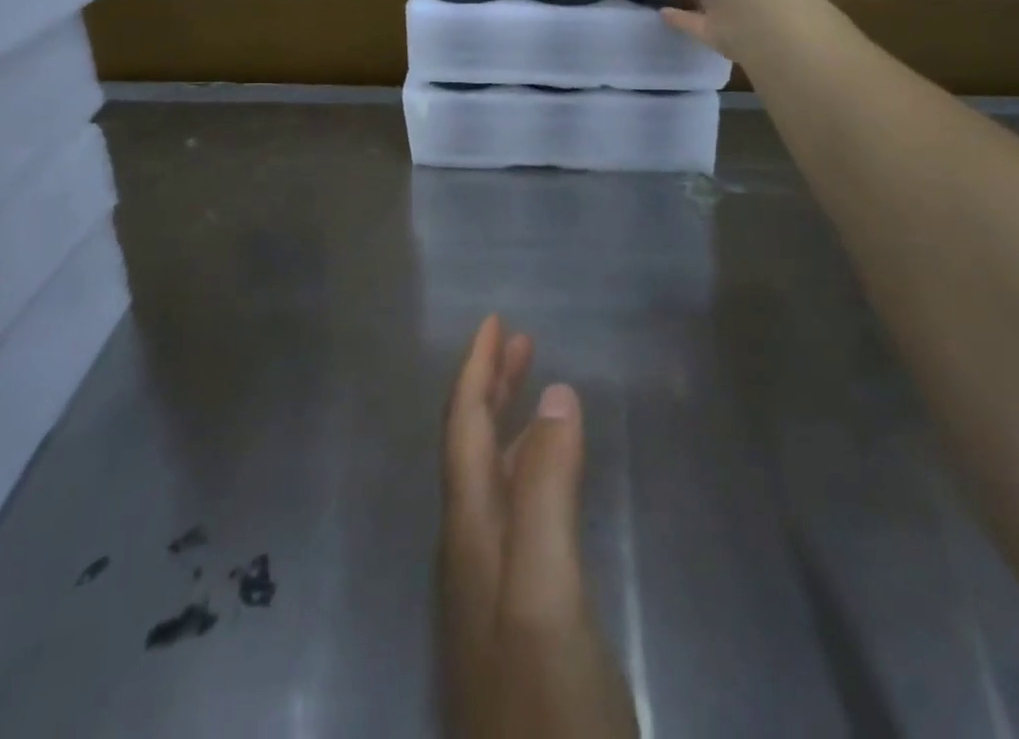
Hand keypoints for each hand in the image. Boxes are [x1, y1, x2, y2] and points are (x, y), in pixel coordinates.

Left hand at [439, 316, 637, 738]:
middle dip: (491, 387)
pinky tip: (552, 482)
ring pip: (493, 481)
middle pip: (472, 449)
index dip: (476, 370)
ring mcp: (492, 592)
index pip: (464, 429)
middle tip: (519, 341)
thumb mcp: (547, 595)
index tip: (494, 320)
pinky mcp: (518, 623)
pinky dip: (530, 474)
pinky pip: (516, 517)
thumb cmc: (548, 713)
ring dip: (510, 426)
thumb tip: (554, 395)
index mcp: (471, 535)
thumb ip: (546, 492)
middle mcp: (471, 554)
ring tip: (538, 390)